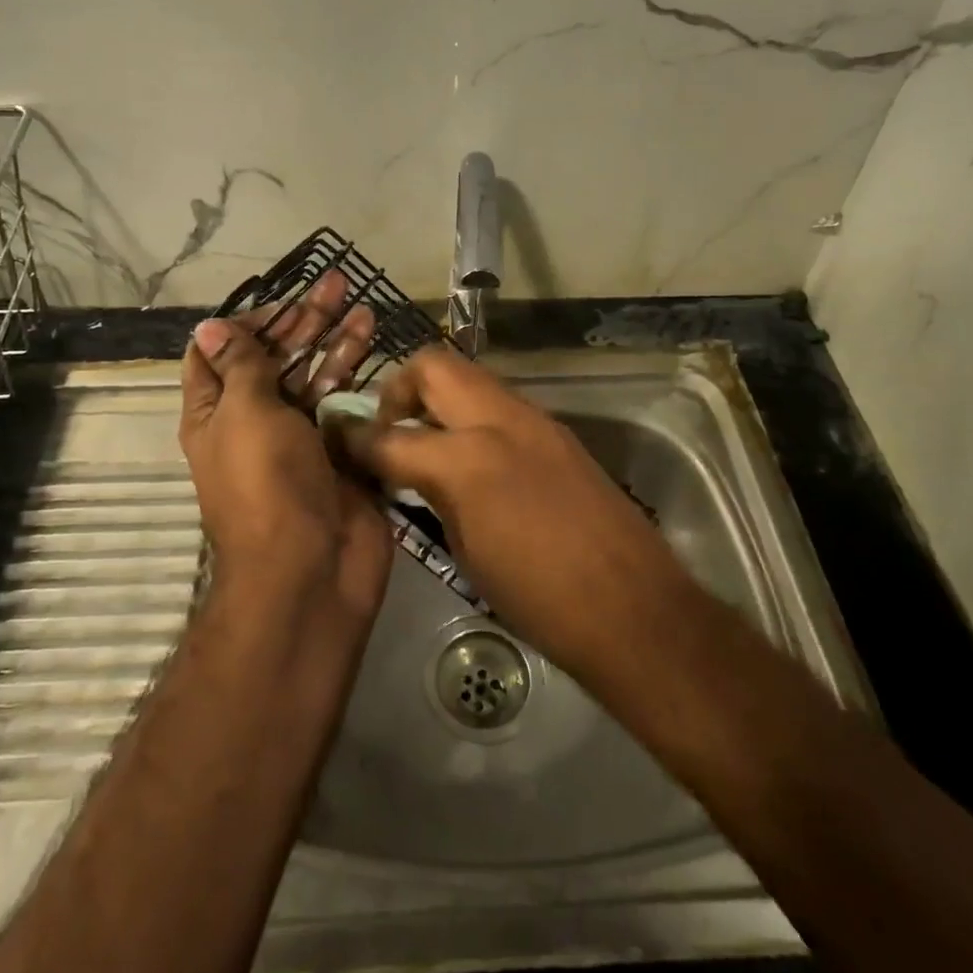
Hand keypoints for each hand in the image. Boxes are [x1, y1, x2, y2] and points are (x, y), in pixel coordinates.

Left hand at [179, 275, 394, 623]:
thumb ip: (240, 367)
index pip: (218, 354)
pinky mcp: (338, 452)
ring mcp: (300, 438)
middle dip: (301, 321)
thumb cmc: (267, 485)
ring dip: (334, 339)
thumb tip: (210, 327)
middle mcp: (255, 422)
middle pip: (275, 358)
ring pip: (315, 376)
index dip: (244, 323)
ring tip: (361, 302)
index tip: (279, 302)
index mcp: (216, 414)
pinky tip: (375, 347)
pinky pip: (346, 405)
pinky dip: (358, 374)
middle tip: (334, 284)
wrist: (313, 569)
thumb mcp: (244, 414)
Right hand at [339, 344, 685, 671]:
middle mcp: (499, 421)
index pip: (390, 435)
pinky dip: (473, 416)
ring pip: (470, 377)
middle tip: (390, 430)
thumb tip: (404, 472)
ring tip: (428, 443)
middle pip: (433, 366)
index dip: (356, 440)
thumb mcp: (465, 551)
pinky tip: (473, 458)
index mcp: (466, 460)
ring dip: (439, 398)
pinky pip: (501, 403)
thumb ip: (430, 494)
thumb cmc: (538, 598)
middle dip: (399, 389)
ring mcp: (535, 419)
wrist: (631, 606)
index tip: (340, 444)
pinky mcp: (559, 431)